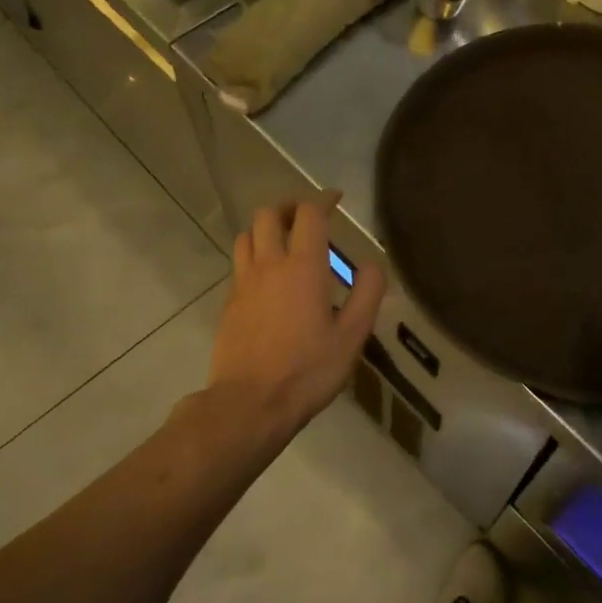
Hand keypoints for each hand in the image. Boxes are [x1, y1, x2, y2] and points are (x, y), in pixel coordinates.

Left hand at [204, 193, 384, 440]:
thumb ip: (367, 293)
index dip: (322, 199)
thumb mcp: (353, 336)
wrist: (249, 404)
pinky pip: (240, 263)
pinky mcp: (229, 303)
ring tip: (285, 241)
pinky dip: (254, 255)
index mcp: (303, 267)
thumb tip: (372, 263)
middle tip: (308, 218)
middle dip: (289, 207)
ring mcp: (243, 283)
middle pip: (268, 214)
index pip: (309, 214)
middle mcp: (269, 264)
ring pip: (246, 235)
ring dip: (266, 229)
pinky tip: (269, 278)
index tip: (335, 198)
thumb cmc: (307, 369)